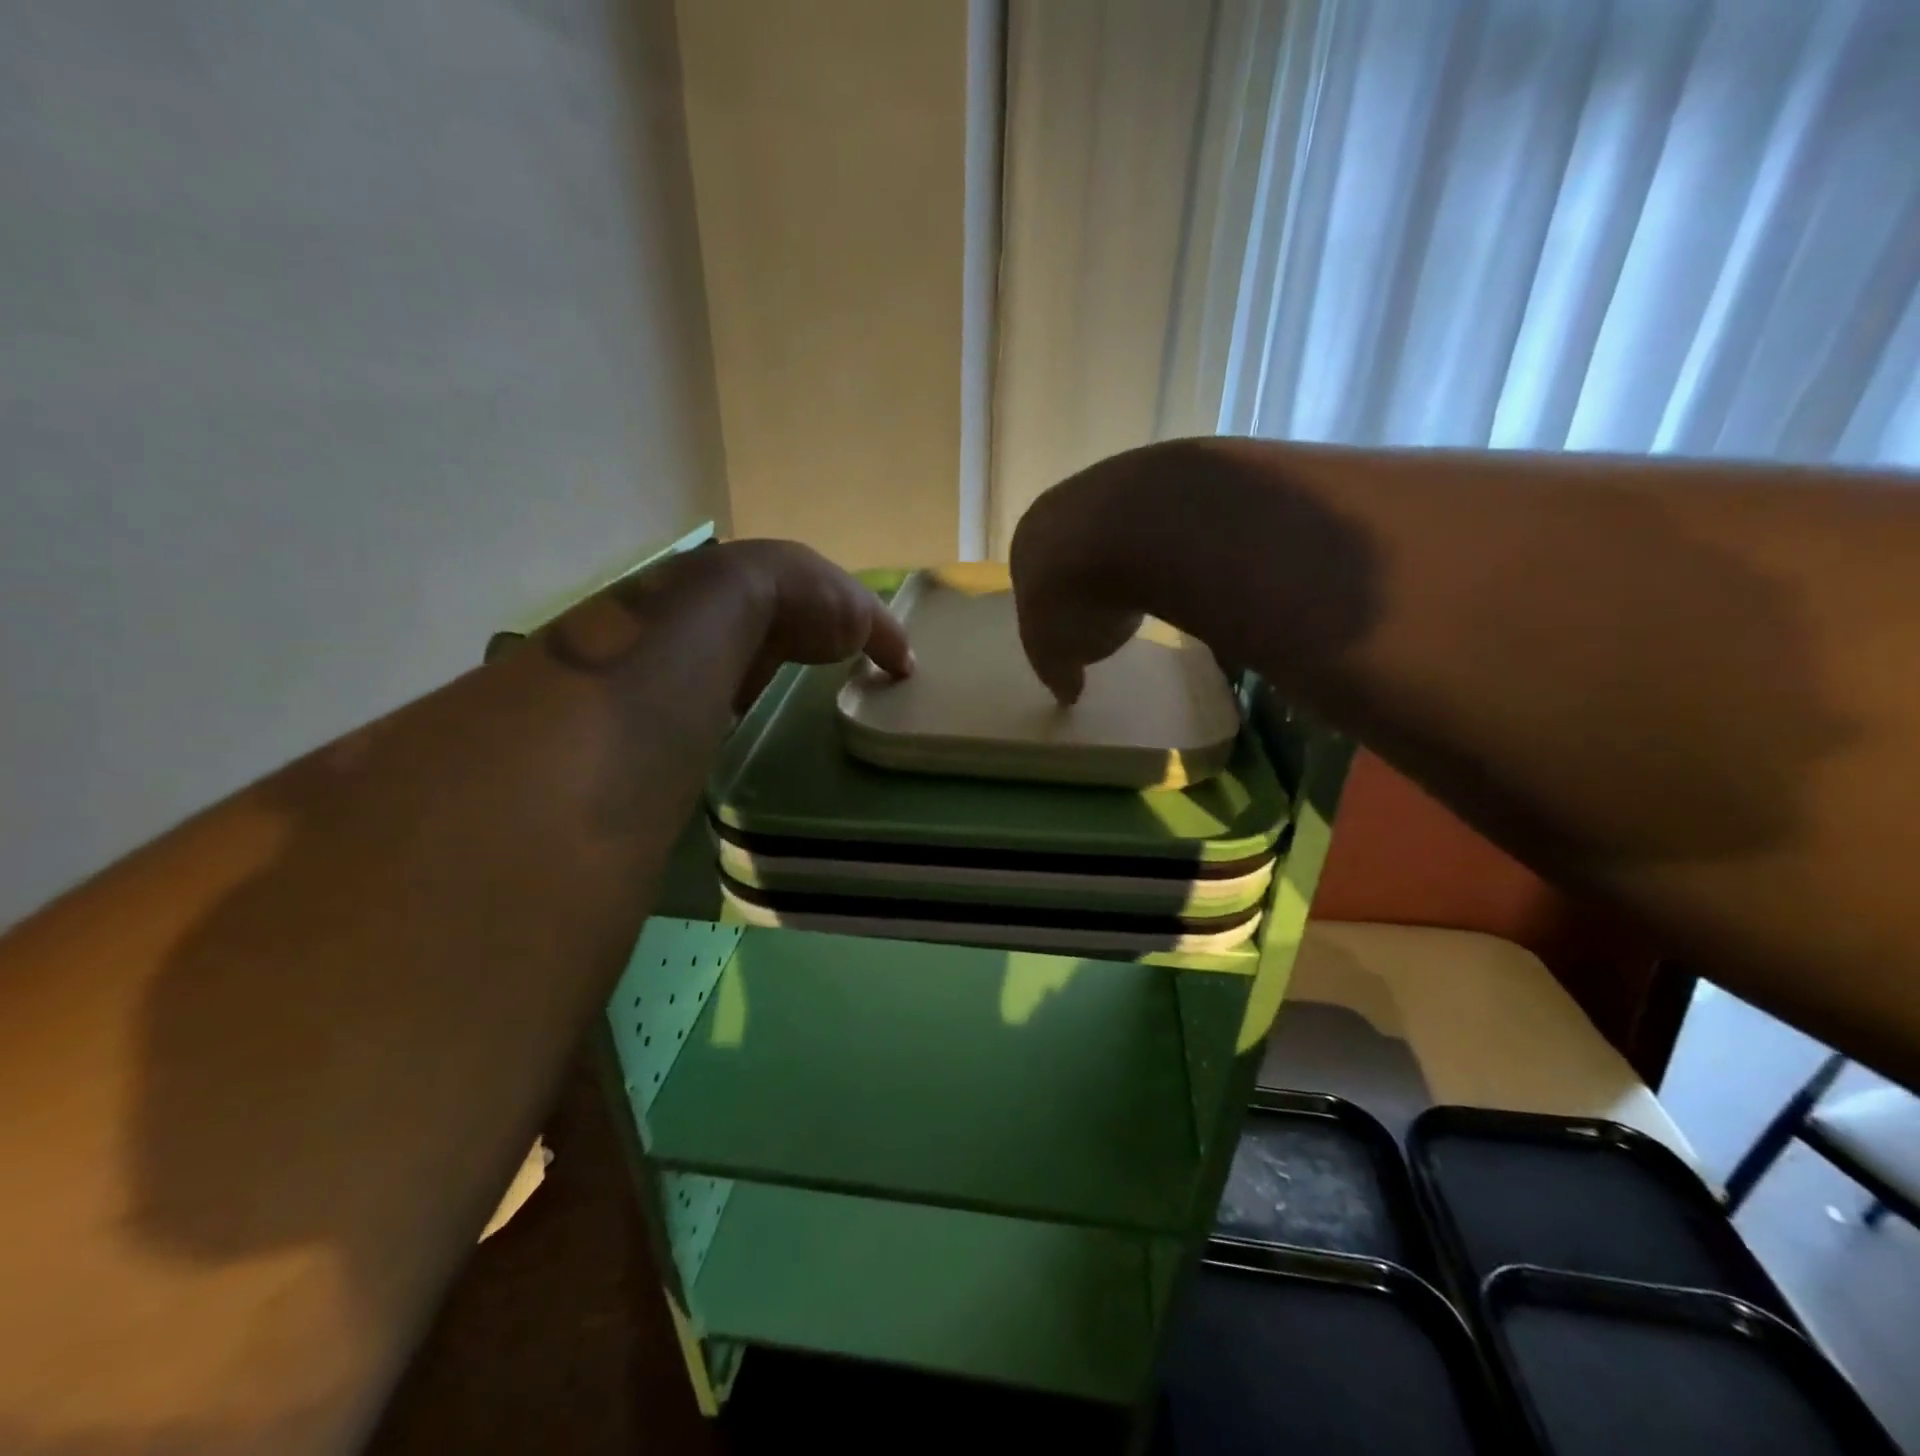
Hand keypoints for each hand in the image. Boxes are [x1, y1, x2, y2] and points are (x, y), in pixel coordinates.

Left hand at [720, 540, 913, 709]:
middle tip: (809, 656)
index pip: (818, 584)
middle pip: (780, 602)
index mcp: (794, 563)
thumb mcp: (864, 617)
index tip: (843, 636)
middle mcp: (754, 576)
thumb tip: (909, 665)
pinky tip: (743, 683)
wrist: (728, 611)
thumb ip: (888, 638)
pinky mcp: (698, 640)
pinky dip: (734, 667)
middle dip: (792, 625)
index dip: (833, 607)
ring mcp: (721, 605)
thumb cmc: (806, 602)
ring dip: (759, 643)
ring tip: (774, 674)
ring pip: (747, 625)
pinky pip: (724, 654)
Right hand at [1009, 477, 1141, 704]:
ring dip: (1130, 556)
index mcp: (1025, 543)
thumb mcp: (1055, 655)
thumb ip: (1057, 672)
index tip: (1073, 626)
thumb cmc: (1072, 600)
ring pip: (1116, 528)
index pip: (1032, 576)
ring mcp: (1110, 483)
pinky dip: (1163, 541)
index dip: (1051, 603)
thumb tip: (1066, 694)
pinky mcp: (1157, 475)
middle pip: (1074, 546)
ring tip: (1149, 590)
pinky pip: (1157, 518)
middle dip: (1091, 575)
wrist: (1128, 534)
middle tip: (1112, 608)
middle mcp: (1061, 505)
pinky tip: (1176, 565)